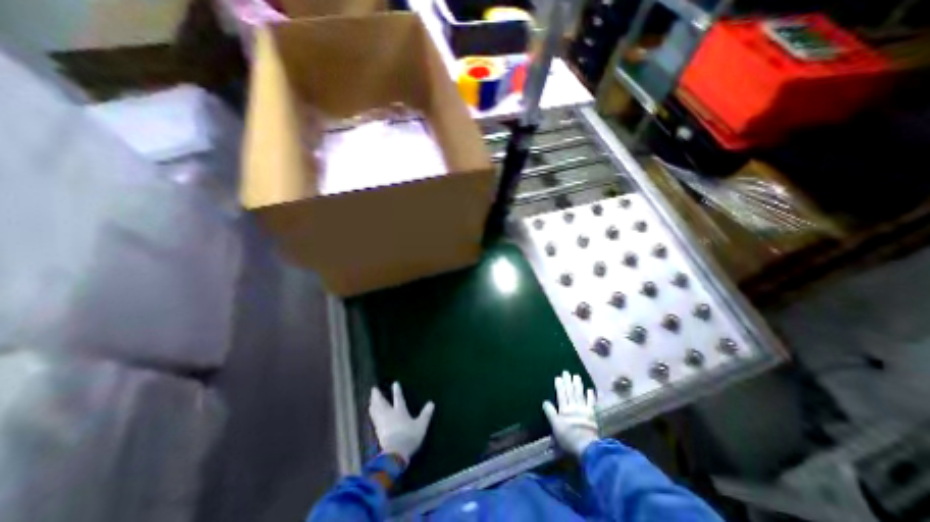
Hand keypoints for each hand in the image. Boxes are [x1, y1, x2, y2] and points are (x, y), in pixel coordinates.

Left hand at [367, 381, 436, 461]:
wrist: (394, 454)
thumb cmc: (408, 438)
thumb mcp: (421, 426)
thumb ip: (426, 415)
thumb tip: (432, 403)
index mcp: (400, 412)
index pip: (398, 398)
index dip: (397, 391)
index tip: (394, 383)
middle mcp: (389, 415)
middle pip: (382, 403)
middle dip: (378, 396)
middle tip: (373, 389)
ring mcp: (382, 423)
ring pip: (376, 411)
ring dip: (373, 403)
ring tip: (370, 399)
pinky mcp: (377, 432)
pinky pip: (373, 419)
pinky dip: (372, 414)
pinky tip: (371, 414)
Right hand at [542, 371, 598, 455]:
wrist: (587, 447)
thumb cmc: (568, 437)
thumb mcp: (555, 426)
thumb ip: (551, 413)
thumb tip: (545, 402)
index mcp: (564, 410)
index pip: (561, 395)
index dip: (560, 386)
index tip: (558, 377)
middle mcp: (574, 407)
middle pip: (570, 392)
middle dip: (568, 382)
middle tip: (567, 372)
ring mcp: (584, 410)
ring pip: (580, 395)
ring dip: (578, 385)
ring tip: (577, 376)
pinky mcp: (593, 416)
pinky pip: (591, 404)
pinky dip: (591, 396)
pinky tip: (590, 389)